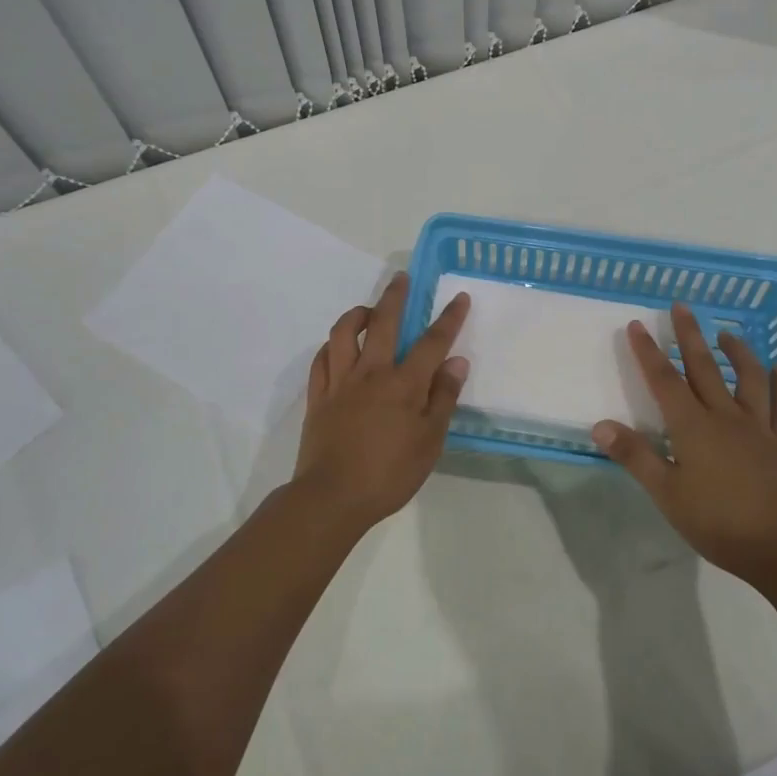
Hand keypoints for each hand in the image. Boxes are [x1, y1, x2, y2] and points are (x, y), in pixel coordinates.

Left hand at [293, 272, 470, 528]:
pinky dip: (331, 346)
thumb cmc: (390, 473)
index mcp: (403, 384)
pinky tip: (338, 346)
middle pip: (383, 322)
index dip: (448, 318)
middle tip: (401, 278)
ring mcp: (340, 382)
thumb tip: (457, 362)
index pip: (431, 342)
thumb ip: (443, 398)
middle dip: (395, 296)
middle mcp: (371, 372)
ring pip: (343, 333)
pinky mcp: (318, 396)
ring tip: (368, 310)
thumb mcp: (430, 441)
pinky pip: (321, 359)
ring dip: (356, 314)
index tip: (458, 297)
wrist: (332, 497)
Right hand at [592, 302, 776, 581]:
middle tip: (682, 306)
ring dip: (737, 351)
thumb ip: (635, 456)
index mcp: (693, 427)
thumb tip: (600, 425)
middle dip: (690, 335)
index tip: (638, 325)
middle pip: (705, 367)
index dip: (649, 352)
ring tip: (727, 333)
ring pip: (748, 378)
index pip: (665, 380)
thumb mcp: (666, 494)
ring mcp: (759, 427)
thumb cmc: (717, 522)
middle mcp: (726, 416)